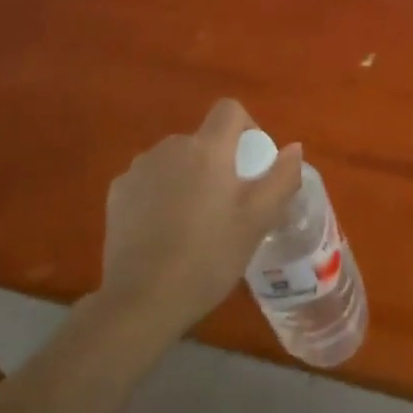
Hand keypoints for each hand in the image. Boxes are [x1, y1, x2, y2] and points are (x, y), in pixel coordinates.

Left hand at [99, 98, 301, 332]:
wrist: (140, 302)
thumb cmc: (208, 257)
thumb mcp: (258, 221)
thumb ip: (281, 177)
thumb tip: (294, 148)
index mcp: (206, 149)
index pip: (229, 110)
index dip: (247, 127)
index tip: (252, 164)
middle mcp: (170, 148)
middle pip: (203, 139)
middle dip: (218, 161)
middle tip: (228, 205)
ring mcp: (138, 169)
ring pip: (175, 160)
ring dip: (189, 177)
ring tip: (194, 222)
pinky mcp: (117, 194)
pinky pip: (150, 180)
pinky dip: (161, 194)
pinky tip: (164, 231)